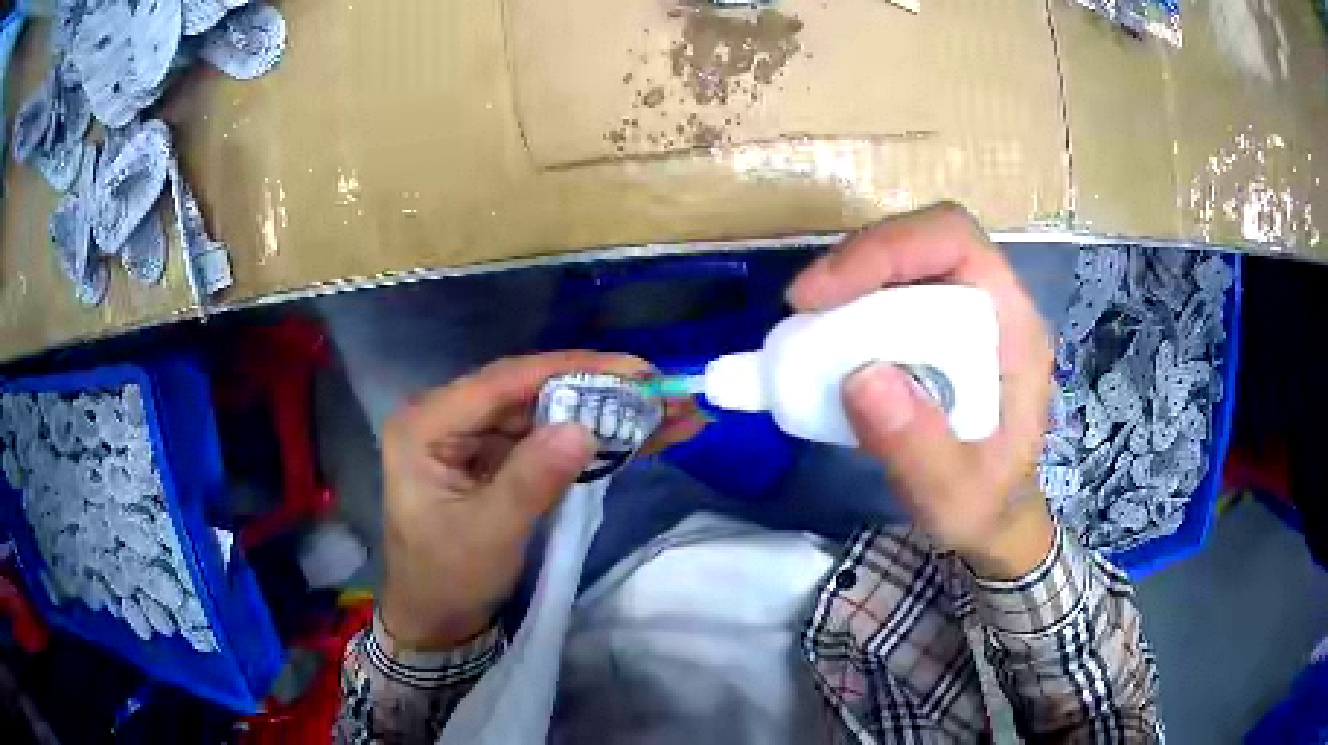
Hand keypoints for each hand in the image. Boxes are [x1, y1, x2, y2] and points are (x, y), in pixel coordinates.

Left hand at [379, 352, 703, 648]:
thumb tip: (584, 428)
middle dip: (602, 390)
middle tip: (664, 390)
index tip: (635, 371)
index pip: (504, 382)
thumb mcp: (489, 534)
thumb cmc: (449, 578)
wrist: (438, 618)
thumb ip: (531, 480)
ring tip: (671, 412)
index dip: (573, 370)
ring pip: (551, 411)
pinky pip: (552, 437)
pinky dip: (597, 438)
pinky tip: (645, 435)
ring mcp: (477, 435)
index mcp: (427, 423)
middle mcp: (450, 415)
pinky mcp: (500, 456)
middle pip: (533, 390)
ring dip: (608, 412)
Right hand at [787, 203, 1054, 578]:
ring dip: (848, 283)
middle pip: (922, 240)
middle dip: (858, 262)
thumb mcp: (955, 499)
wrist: (994, 517)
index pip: (955, 243)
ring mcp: (961, 314)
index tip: (821, 296)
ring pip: (901, 260)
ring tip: (807, 329)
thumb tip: (860, 377)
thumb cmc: (985, 507)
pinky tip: (826, 343)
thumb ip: (919, 449)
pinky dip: (849, 307)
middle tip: (803, 309)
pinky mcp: (933, 330)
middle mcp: (991, 306)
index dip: (887, 249)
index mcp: (1015, 329)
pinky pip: (888, 293)